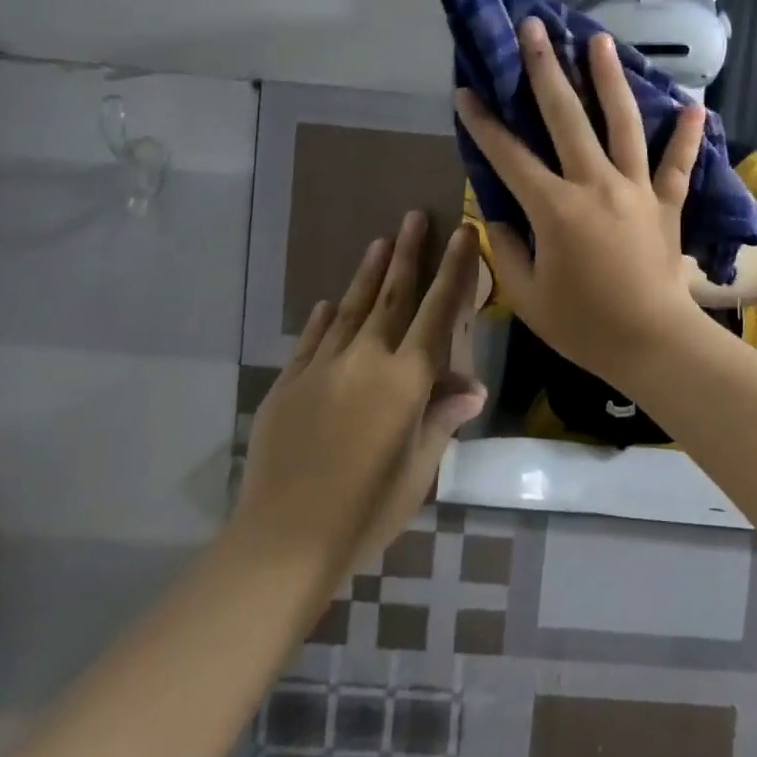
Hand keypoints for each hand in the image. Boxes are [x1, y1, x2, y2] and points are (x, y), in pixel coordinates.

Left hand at [235, 213, 486, 579]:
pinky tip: (330, 302)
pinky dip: (324, 318)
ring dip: (368, 274)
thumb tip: (472, 385)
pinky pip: (311, 340)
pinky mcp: (288, 385)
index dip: (453, 269)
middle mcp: (367, 359)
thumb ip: (442, 418)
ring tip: (379, 242)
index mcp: (407, 378)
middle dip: (408, 254)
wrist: (284, 540)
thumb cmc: (367, 509)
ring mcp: (322, 368)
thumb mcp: (419, 468)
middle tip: (414, 217)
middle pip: (392, 296)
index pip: (438, 311)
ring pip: (351, 309)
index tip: (463, 233)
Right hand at [454, 19, 705, 384]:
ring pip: (623, 123)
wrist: (652, 342)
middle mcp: (596, 184)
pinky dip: (687, 135)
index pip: (510, 156)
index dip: (484, 123)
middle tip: (535, 28)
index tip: (465, 90)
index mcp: (556, 208)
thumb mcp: (528, 296)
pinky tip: (696, 104)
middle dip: (546, 69)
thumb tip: (497, 219)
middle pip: (567, 118)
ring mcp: (636, 188)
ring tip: (599, 41)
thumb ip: (506, 251)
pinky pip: (679, 163)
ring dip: (610, 79)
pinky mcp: (667, 201)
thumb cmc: (584, 325)